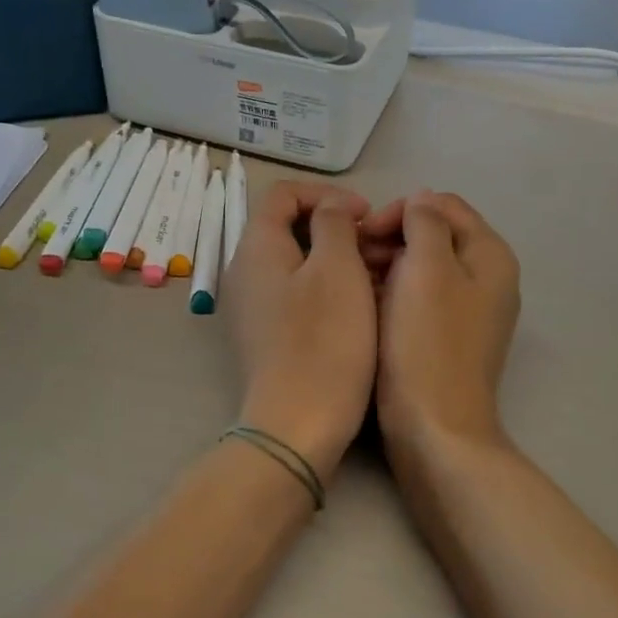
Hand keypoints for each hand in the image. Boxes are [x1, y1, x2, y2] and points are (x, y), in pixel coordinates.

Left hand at [226, 182, 379, 481]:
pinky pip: (294, 292)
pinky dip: (324, 286)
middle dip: (333, 226)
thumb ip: (334, 223)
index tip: (365, 215)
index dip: (326, 194)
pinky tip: (357, 305)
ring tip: (373, 273)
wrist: (297, 424)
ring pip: (295, 261)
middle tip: (373, 244)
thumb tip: (333, 208)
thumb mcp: (338, 268)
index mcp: (256, 246)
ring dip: (333, 257)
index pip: (283, 193)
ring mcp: (252, 306)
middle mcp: (244, 270)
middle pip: (287, 226)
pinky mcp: (265, 334)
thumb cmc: (324, 340)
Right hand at [367, 191, 520, 467]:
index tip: (364, 233)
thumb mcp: (426, 268)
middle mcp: (487, 278)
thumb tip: (421, 203)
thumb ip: (425, 223)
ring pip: (423, 266)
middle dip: (392, 237)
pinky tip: (367, 304)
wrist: (433, 427)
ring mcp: (469, 310)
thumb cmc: (427, 342)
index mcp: (490, 255)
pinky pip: (419, 297)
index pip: (443, 206)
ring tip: (355, 280)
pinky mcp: (448, 336)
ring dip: (388, 264)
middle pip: (435, 234)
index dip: (401, 210)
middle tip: (354, 257)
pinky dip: (394, 292)